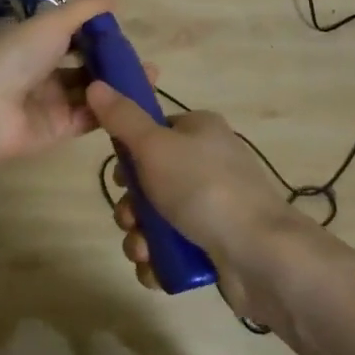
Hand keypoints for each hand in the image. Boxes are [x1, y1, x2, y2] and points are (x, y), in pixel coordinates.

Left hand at [0, 0, 141, 167]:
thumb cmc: (18, 56)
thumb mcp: (52, 22)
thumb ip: (85, 9)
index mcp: (36, 42)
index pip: (71, 34)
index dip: (97, 33)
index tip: (124, 32)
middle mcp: (44, 70)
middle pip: (85, 64)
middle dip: (113, 61)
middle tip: (144, 60)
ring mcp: (52, 101)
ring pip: (92, 90)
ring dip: (118, 84)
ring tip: (150, 77)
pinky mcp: (60, 128)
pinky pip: (91, 117)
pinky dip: (111, 109)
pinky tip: (135, 101)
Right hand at [86, 81, 308, 318]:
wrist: (259, 254)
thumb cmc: (203, 188)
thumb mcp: (154, 145)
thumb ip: (122, 118)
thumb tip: (96, 84)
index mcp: (200, 130)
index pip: (154, 131)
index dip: (130, 153)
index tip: (120, 175)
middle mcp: (208, 163)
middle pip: (151, 179)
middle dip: (132, 205)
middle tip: (130, 217)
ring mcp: (214, 205)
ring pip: (158, 217)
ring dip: (140, 236)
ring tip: (143, 250)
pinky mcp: (216, 244)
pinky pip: (174, 248)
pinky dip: (158, 260)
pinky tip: (154, 269)